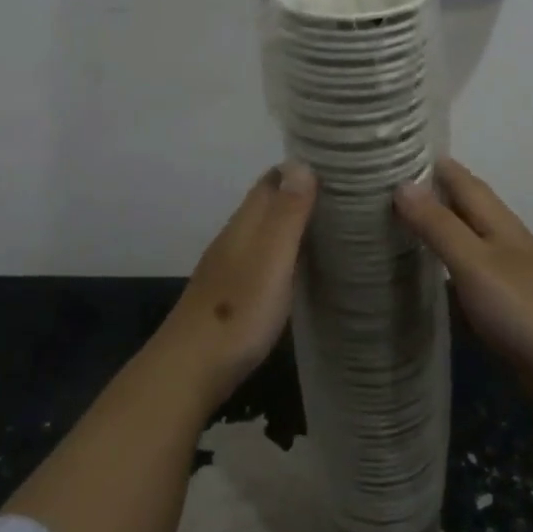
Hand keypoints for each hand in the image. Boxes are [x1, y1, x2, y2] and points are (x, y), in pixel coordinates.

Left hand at [162, 162, 315, 400]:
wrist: (190, 369)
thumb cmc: (239, 311)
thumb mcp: (272, 258)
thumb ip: (287, 213)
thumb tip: (302, 163)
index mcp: (245, 224)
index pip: (271, 181)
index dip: (299, 169)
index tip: (335, 167)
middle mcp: (234, 238)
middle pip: (266, 204)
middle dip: (298, 194)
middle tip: (342, 197)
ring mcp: (228, 267)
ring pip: (263, 232)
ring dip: (290, 224)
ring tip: (329, 228)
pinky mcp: (230, 295)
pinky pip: (261, 259)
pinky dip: (282, 252)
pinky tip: (298, 268)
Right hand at [395, 158, 532, 384]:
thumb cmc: (521, 306)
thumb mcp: (473, 261)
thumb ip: (438, 225)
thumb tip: (401, 184)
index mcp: (496, 220)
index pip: (460, 178)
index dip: (430, 163)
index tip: (392, 152)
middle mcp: (501, 237)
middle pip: (462, 203)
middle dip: (429, 191)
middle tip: (383, 186)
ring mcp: (504, 270)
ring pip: (464, 235)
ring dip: (436, 225)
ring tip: (395, 222)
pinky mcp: (502, 301)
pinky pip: (466, 268)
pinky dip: (444, 261)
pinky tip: (426, 271)